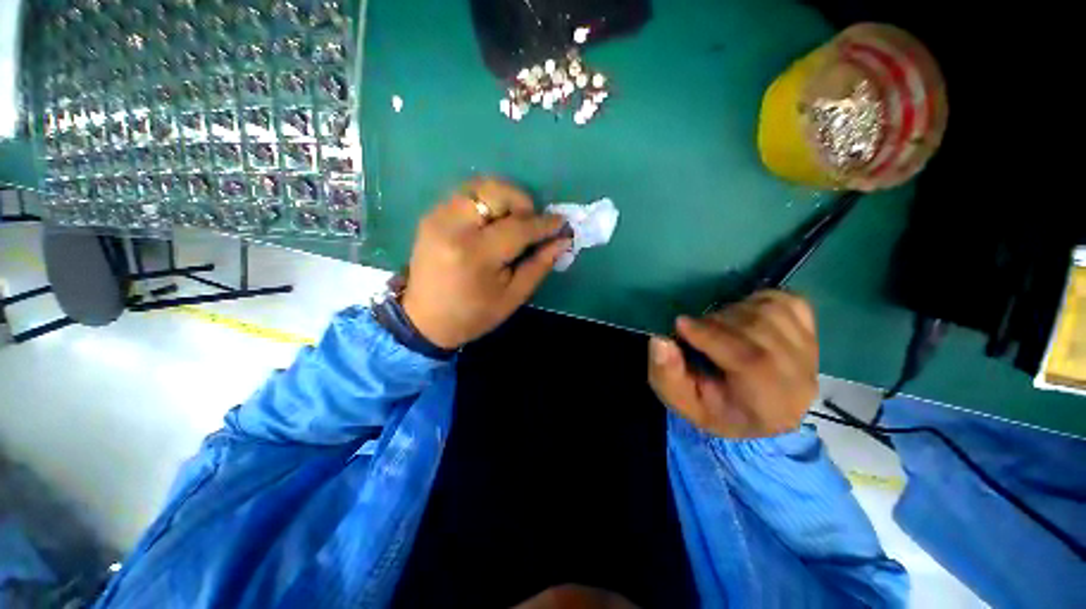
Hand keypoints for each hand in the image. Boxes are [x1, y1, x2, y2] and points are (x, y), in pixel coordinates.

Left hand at [401, 177, 570, 349]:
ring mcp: (438, 217)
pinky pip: (465, 195)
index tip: (561, 222)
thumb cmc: (473, 315)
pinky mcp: (431, 216)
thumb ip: (539, 265)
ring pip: (479, 187)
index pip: (517, 227)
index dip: (543, 224)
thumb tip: (562, 241)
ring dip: (504, 199)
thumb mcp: (512, 297)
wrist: (424, 320)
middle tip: (532, 223)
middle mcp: (453, 227)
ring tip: (514, 221)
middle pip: (495, 192)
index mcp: (475, 255)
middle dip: (522, 202)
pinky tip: (493, 223)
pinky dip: (486, 202)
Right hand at [648, 290, 818, 438]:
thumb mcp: (681, 401)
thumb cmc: (716, 409)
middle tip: (695, 329)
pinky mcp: (812, 333)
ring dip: (734, 311)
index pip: (751, 362)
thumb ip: (667, 375)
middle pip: (760, 331)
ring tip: (718, 326)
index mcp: (769, 406)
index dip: (713, 336)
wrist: (758, 416)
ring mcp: (811, 353)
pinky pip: (788, 301)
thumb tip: (660, 340)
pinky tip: (743, 315)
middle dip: (717, 323)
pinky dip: (759, 301)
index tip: (680, 324)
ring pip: (771, 312)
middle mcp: (799, 379)